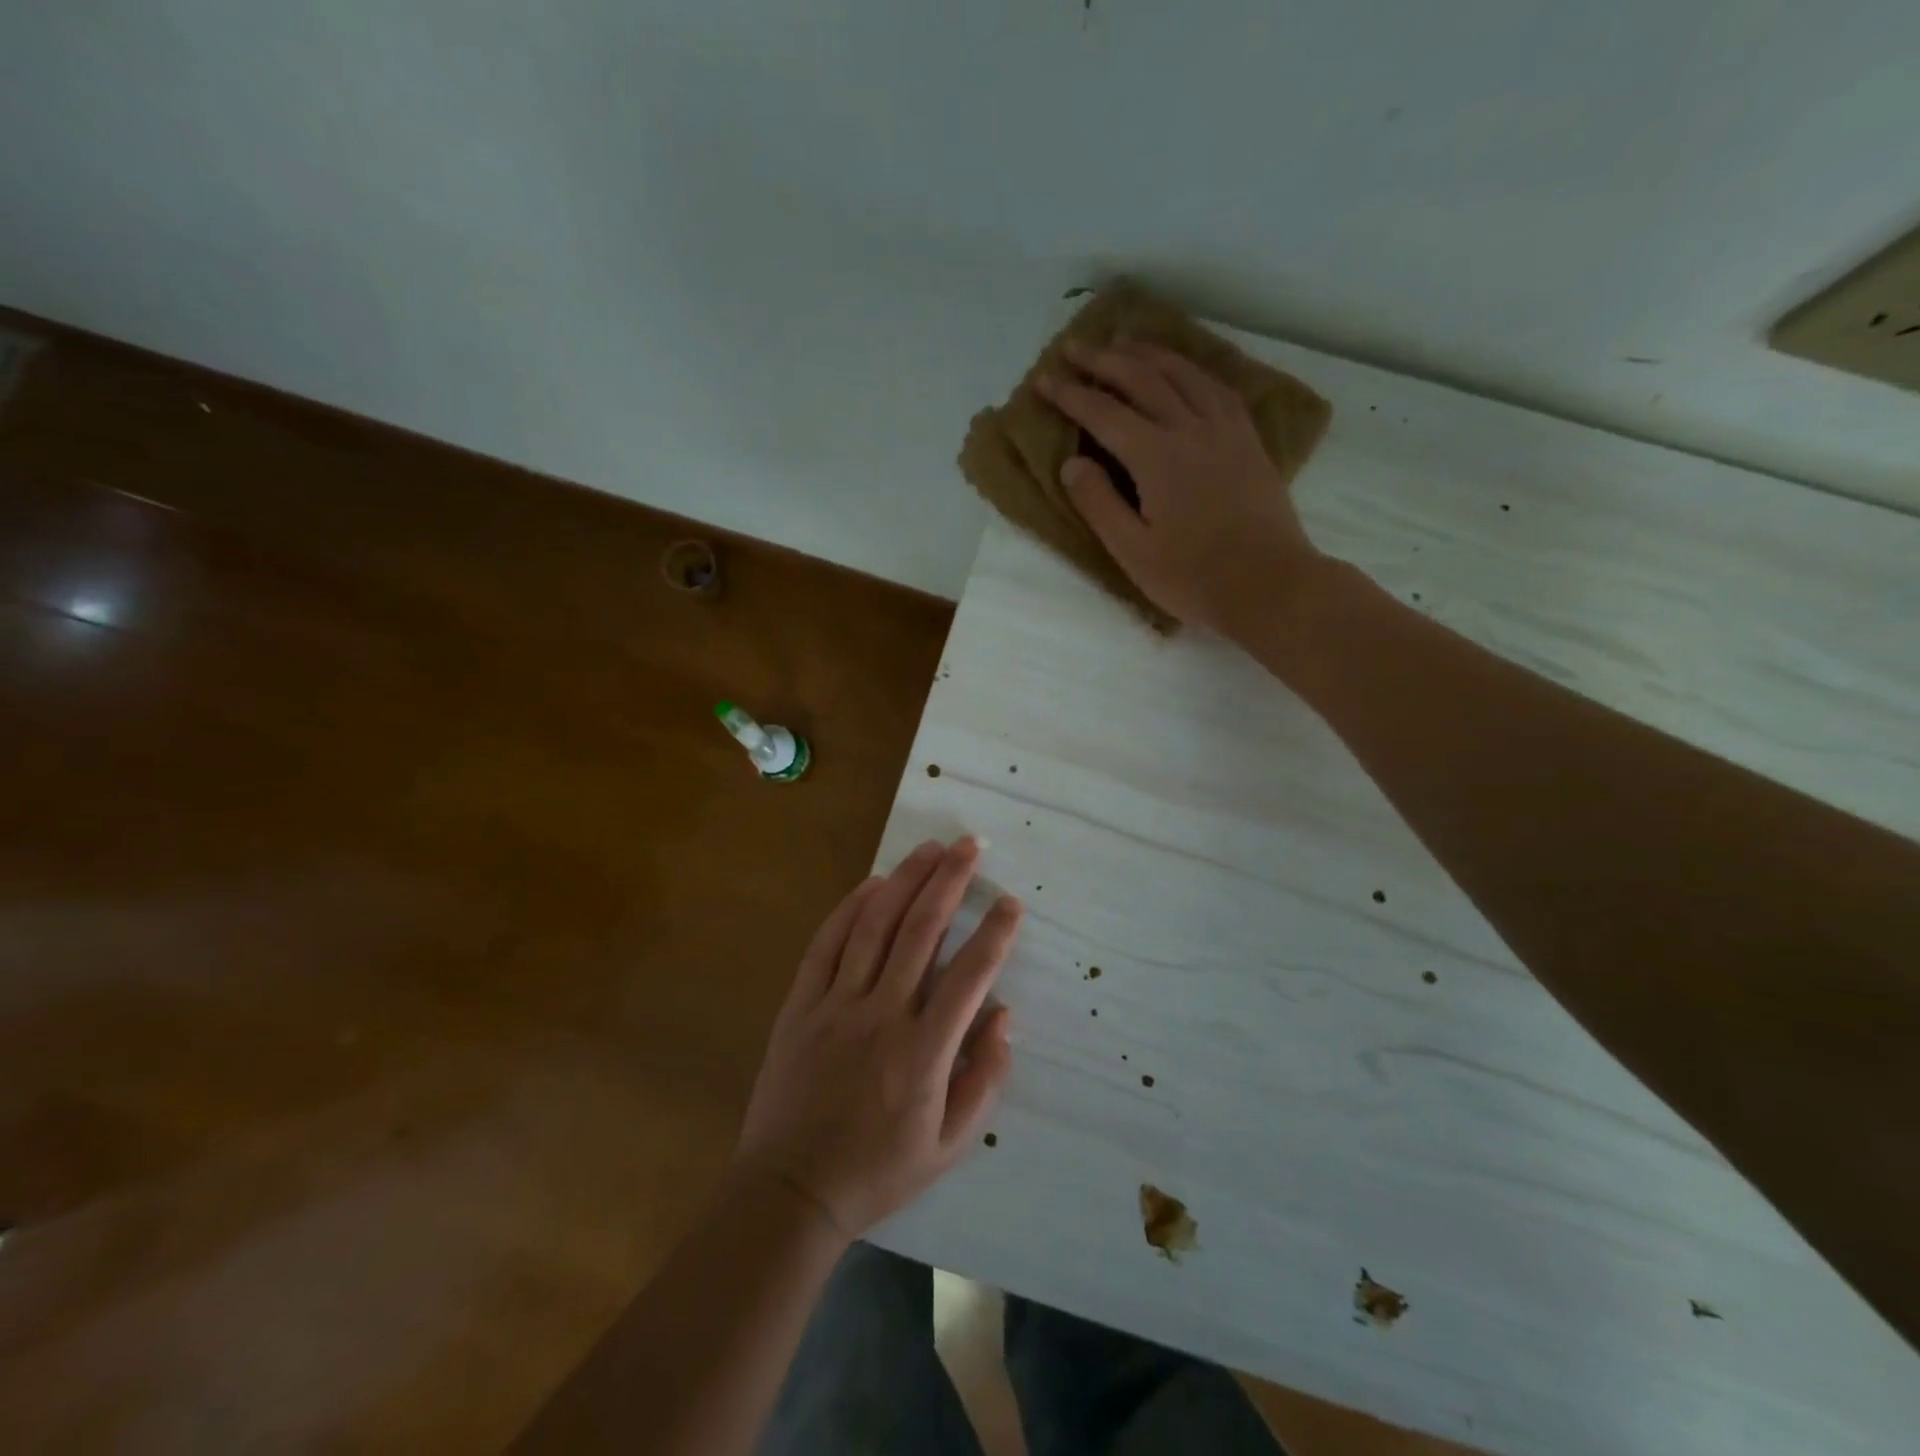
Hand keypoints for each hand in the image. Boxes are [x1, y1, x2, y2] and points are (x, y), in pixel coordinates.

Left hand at [733, 838, 1021, 1240]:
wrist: (790, 1192)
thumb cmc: (878, 1171)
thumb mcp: (949, 1146)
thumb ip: (985, 1079)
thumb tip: (1004, 1015)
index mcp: (924, 1052)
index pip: (969, 974)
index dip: (995, 933)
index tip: (1011, 903)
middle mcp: (882, 1015)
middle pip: (921, 931)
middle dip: (949, 881)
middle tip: (969, 846)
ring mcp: (836, 1005)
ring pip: (875, 926)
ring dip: (905, 881)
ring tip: (929, 848)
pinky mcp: (800, 1005)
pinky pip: (826, 945)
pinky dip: (849, 909)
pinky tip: (872, 884)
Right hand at [1038, 338, 1325, 636]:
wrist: (1269, 585)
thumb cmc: (1193, 577)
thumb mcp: (1133, 551)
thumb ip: (1099, 503)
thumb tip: (1072, 463)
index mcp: (1157, 457)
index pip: (1104, 413)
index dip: (1070, 395)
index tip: (1043, 381)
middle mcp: (1191, 429)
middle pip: (1142, 379)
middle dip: (1104, 360)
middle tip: (1074, 346)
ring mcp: (1225, 430)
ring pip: (1183, 373)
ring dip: (1148, 353)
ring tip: (1124, 341)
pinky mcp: (1248, 440)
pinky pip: (1216, 386)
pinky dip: (1191, 368)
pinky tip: (1182, 369)